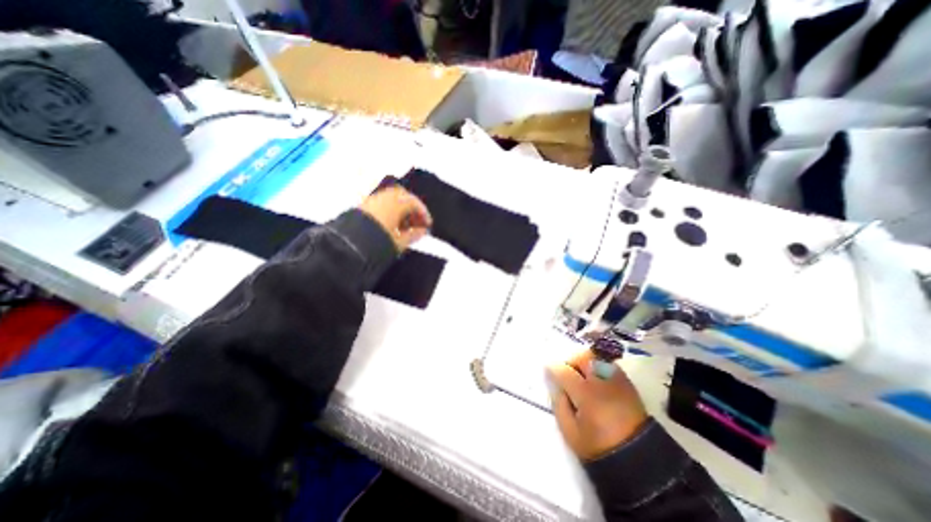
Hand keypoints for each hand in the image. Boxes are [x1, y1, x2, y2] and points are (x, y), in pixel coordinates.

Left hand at [359, 185, 432, 250]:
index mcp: (397, 202)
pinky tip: (391, 225)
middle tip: (417, 223)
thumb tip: (422, 232)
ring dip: (401, 210)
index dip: (424, 214)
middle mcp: (385, 197)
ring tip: (404, 227)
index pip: (416, 203)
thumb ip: (414, 235)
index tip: (428, 224)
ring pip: (392, 200)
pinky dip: (390, 211)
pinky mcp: (363, 205)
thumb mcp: (400, 241)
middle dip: (412, 210)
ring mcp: (373, 199)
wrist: (349, 246)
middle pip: (404, 198)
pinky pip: (382, 204)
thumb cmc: (376, 241)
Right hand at [548, 351, 647, 460]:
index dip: (553, 369)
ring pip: (597, 357)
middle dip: (571, 361)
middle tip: (567, 374)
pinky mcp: (628, 383)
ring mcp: (617, 381)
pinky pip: (609, 364)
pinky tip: (596, 381)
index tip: (548, 371)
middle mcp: (601, 381)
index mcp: (586, 394)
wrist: (637, 459)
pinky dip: (599, 367)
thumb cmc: (597, 446)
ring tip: (582, 376)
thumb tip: (555, 384)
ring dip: (586, 362)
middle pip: (583, 357)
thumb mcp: (569, 431)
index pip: (564, 371)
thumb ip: (559, 403)